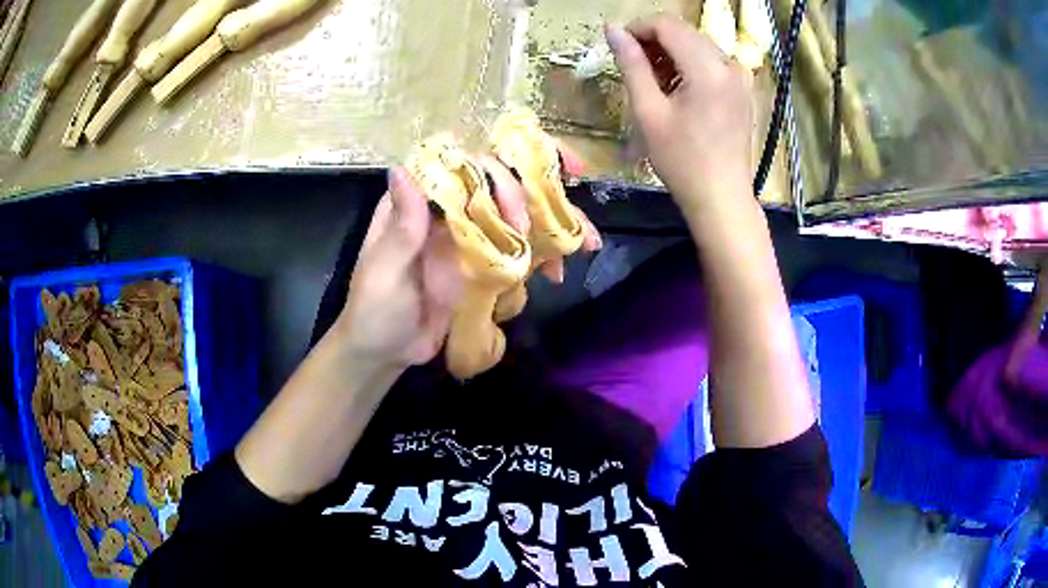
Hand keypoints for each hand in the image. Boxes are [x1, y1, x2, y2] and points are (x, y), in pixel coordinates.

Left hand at [333, 159, 599, 370]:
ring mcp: (471, 238)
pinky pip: (522, 252)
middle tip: (551, 223)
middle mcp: (450, 211)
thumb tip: (403, 170)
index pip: (463, 165)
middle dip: (533, 195)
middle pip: (500, 185)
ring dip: (554, 223)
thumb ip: (401, 227)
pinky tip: (559, 272)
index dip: (500, 158)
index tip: (536, 163)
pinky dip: (546, 258)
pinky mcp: (486, 267)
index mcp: (420, 202)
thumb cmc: (374, 309)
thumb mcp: (382, 270)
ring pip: (518, 215)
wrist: (386, 352)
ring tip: (586, 241)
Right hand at [606, 16, 753, 215]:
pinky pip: (711, 62)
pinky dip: (689, 66)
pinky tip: (677, 90)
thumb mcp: (649, 111)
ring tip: (653, 83)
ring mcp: (740, 76)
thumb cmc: (681, 160)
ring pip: (697, 45)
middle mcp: (729, 64)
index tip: (619, 47)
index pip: (667, 24)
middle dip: (654, 42)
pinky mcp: (743, 89)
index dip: (638, 28)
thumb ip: (631, 64)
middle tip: (633, 68)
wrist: (721, 198)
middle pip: (683, 32)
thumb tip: (611, 29)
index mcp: (708, 68)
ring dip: (671, 54)